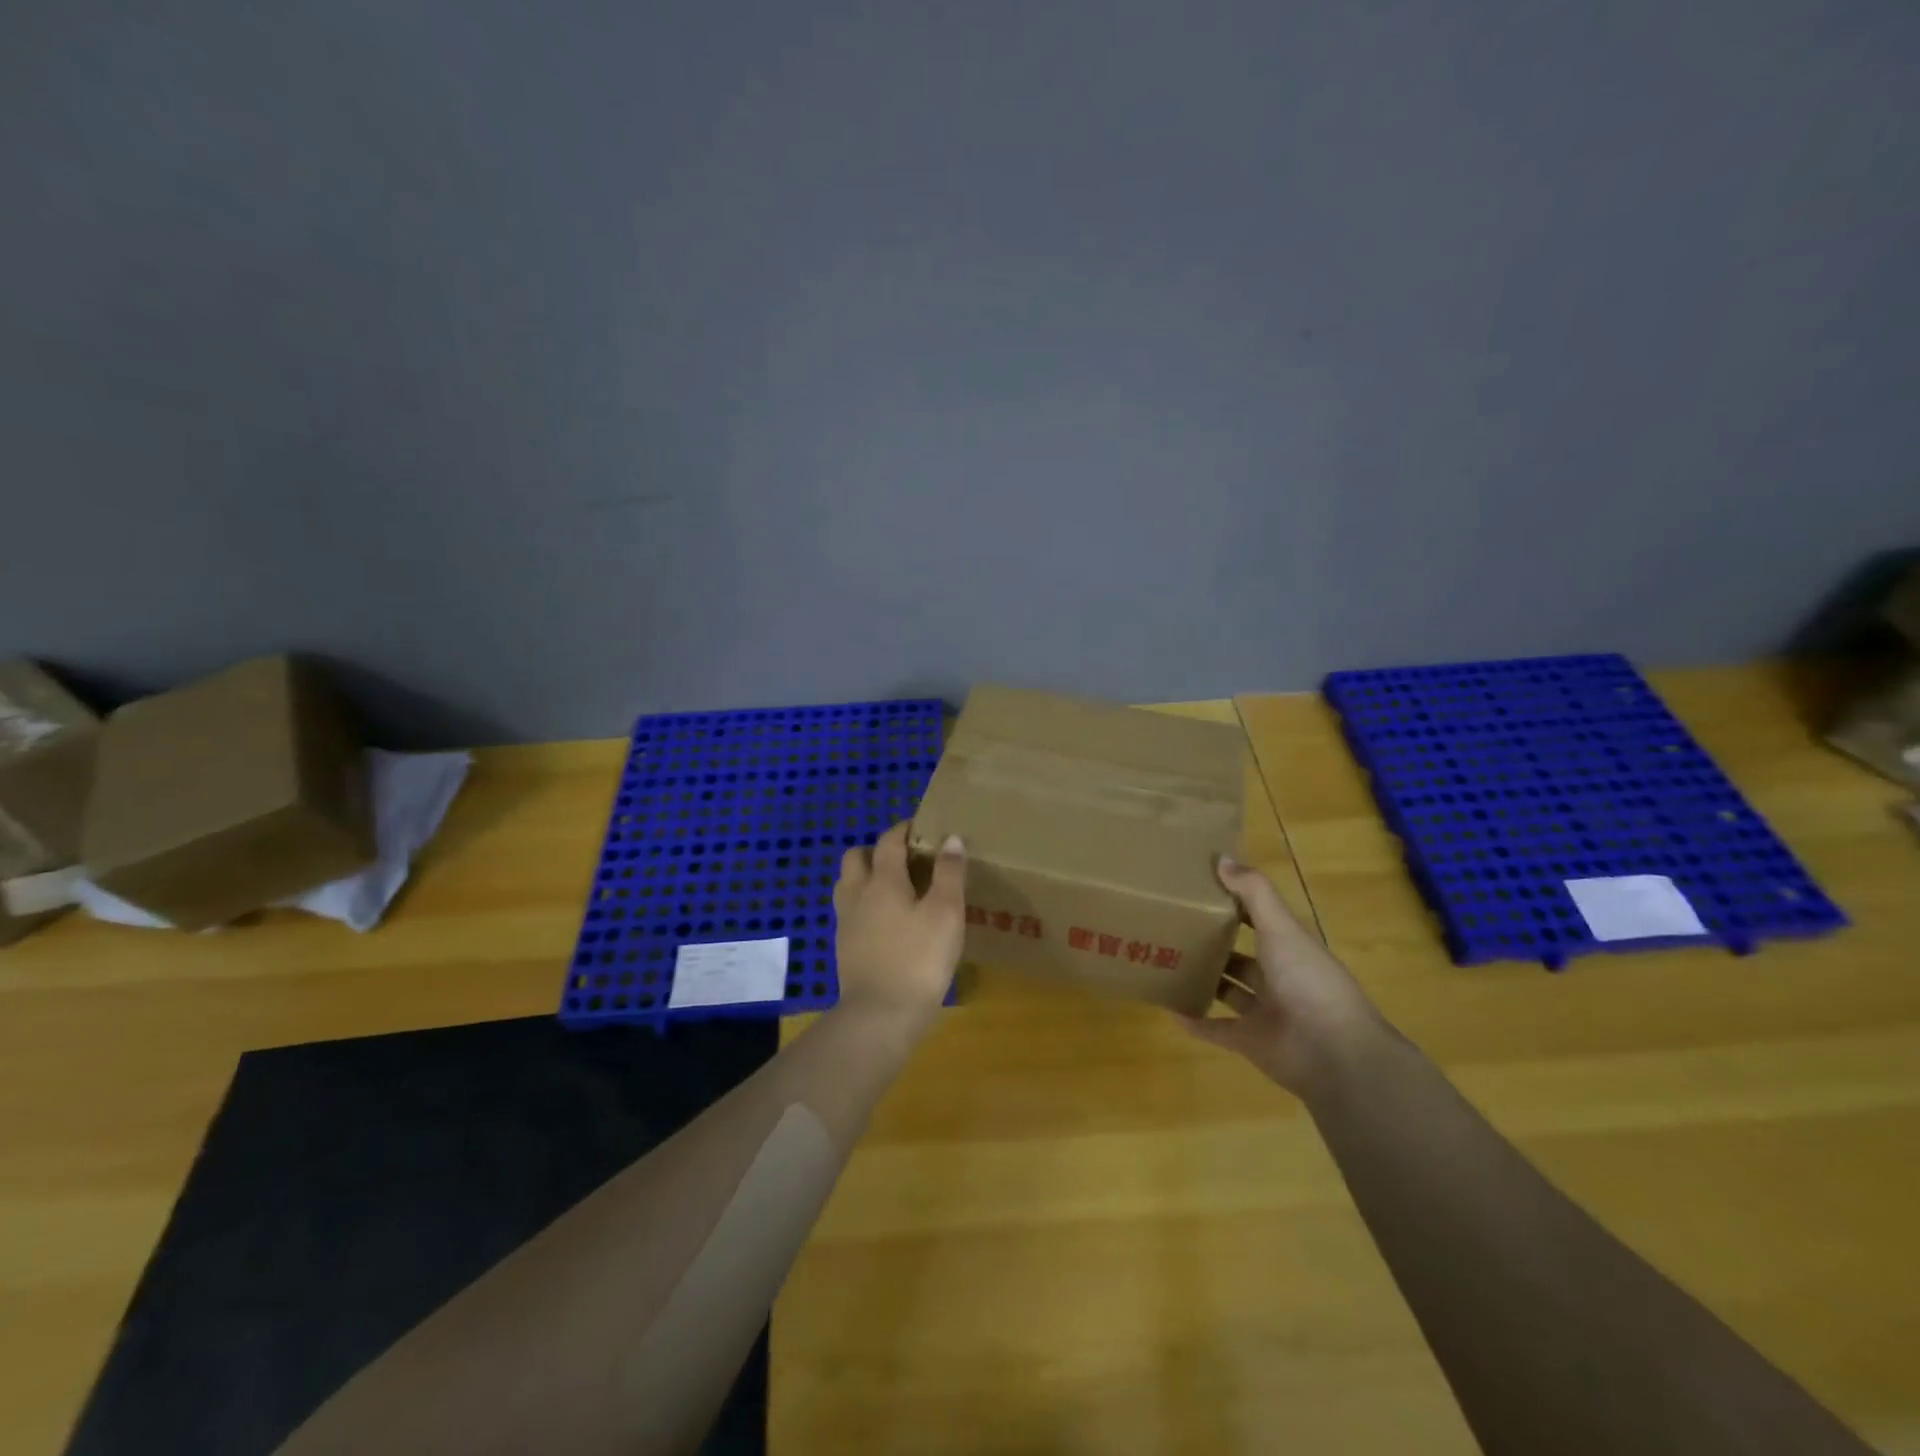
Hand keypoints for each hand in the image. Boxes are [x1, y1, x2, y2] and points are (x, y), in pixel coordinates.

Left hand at [832, 821, 967, 1033]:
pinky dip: (865, 905)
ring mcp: (846, 923)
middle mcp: (858, 894)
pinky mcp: (844, 948)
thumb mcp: (946, 913)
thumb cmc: (919, 959)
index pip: (889, 841)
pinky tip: (886, 922)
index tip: (922, 827)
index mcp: (883, 881)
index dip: (904, 829)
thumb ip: (949, 873)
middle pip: (856, 857)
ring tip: (894, 888)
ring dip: (866, 876)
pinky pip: (850, 912)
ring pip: (848, 884)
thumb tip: (951, 839)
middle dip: (876, 850)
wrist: (880, 1015)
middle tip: (905, 859)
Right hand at [1179, 856, 1383, 1096]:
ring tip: (1167, 962)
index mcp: (1289, 947)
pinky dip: (1195, 1022)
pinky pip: (1217, 1029)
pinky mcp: (1250, 1042)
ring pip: (1228, 991)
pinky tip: (1169, 1009)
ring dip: (1203, 980)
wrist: (1335, 1055)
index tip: (1199, 889)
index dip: (1235, 904)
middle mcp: (1278, 977)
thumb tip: (1221, 858)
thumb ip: (1253, 893)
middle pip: (1241, 956)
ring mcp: (1264, 1012)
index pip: (1259, 919)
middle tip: (1173, 927)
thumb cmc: (1309, 981)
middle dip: (1213, 943)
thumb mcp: (1281, 929)